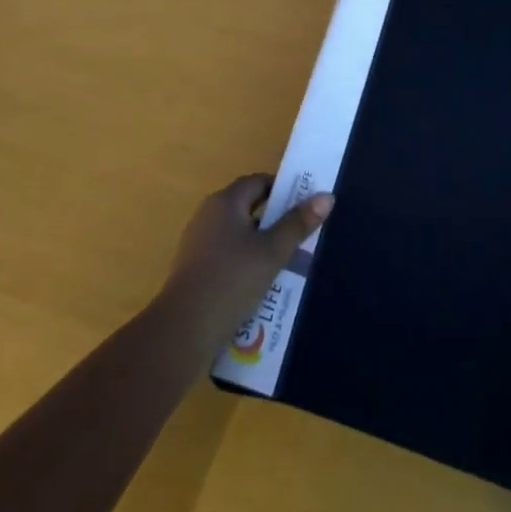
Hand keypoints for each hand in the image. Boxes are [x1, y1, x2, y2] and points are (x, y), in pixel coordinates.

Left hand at [160, 174, 332, 355]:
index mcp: (225, 202)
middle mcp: (208, 215)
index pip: (258, 182)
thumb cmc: (231, 280)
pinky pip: (227, 256)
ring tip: (289, 263)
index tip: (306, 205)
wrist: (184, 329)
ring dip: (262, 245)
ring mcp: (198, 243)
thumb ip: (298, 224)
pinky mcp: (194, 269)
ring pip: (239, 235)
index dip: (283, 189)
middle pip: (248, 207)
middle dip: (276, 220)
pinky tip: (262, 286)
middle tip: (303, 235)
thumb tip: (326, 196)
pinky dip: (246, 263)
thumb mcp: (272, 252)